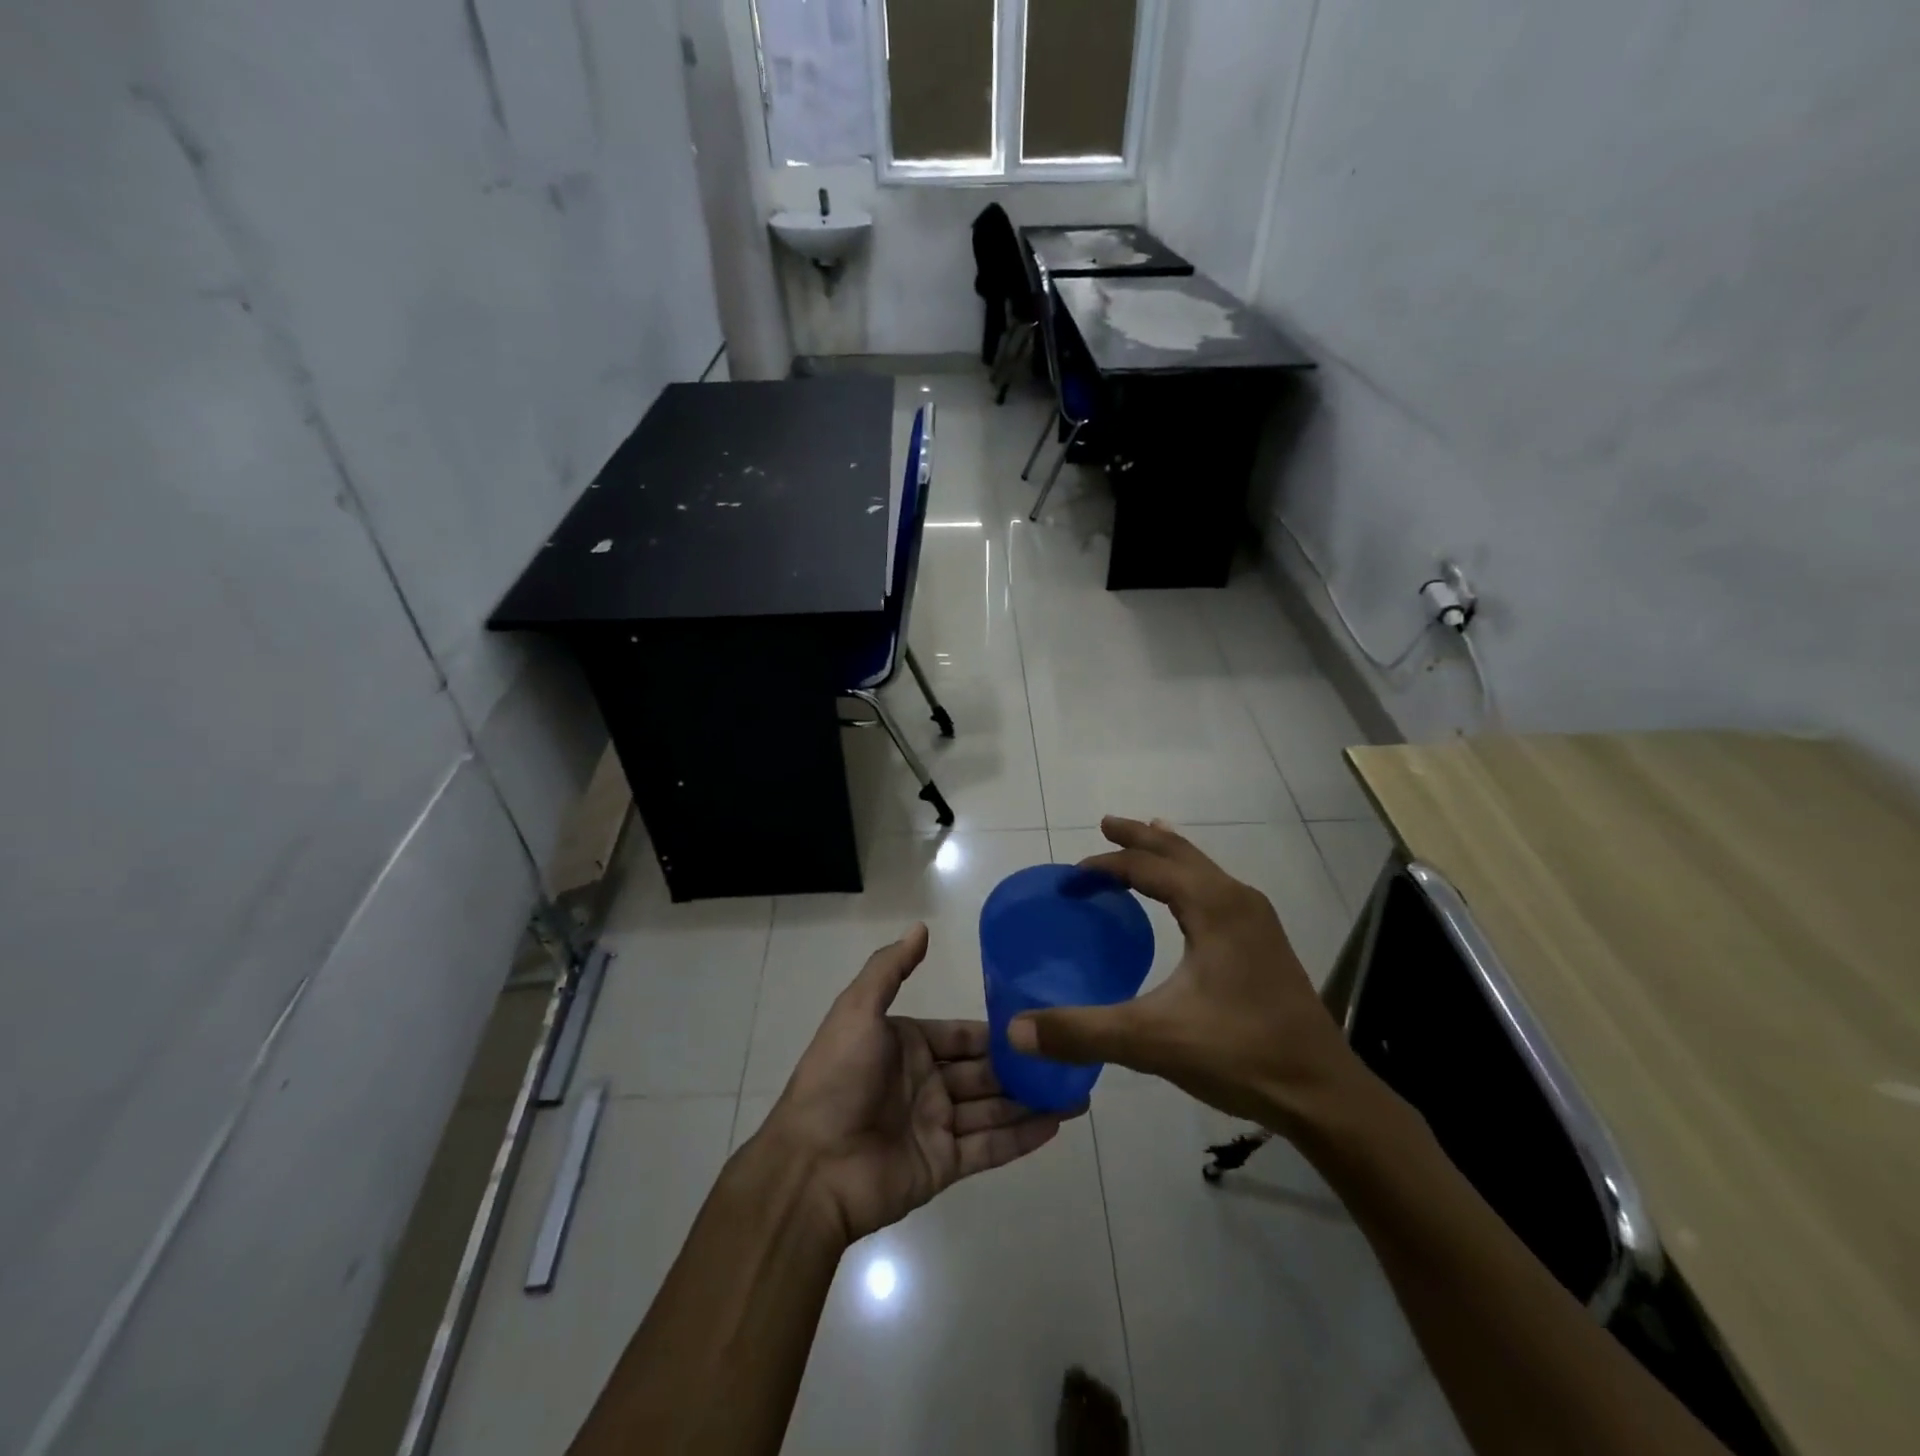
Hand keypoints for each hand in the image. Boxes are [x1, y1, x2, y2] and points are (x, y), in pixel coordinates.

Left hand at [761, 923, 1072, 1243]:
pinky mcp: (944, 1165)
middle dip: (1022, 1066)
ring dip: (1032, 1100)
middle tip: (1070, 1058)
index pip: (961, 1034)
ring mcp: (936, 1125)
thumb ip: (890, 969)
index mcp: (907, 1045)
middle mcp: (925, 1082)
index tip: (1038, 1021)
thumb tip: (921, 927)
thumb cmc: (837, 1078)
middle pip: (984, 1071)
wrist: (811, 1166)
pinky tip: (1057, 1124)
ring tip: (1078, 1094)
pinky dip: (1023, 1137)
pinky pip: (990, 1147)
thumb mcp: (857, 1011)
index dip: (996, 1030)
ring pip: (994, 1108)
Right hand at [1008, 817, 1362, 1132]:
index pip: (1147, 867)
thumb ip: (1082, 1032)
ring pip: (1203, 868)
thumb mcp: (1152, 1041)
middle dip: (1140, 838)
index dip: (1106, 866)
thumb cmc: (1239, 1054)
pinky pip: (1217, 889)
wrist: (1323, 1093)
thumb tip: (1015, 1030)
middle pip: (1180, 853)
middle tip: (1106, 824)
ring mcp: (1257, 920)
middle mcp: (1236, 899)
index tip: (1072, 877)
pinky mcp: (1265, 943)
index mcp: (1212, 906)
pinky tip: (1186, 899)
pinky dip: (1190, 878)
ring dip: (1169, 854)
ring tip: (1145, 839)